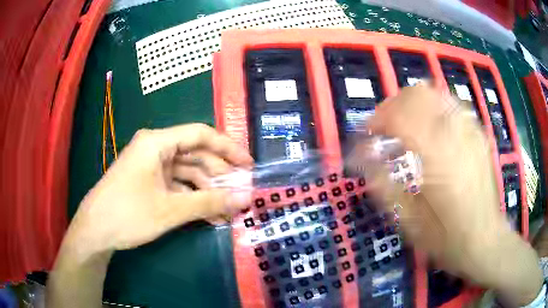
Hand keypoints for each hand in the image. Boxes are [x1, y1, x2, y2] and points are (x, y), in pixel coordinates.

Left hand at [66, 123, 252, 255]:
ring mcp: (150, 166)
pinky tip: (209, 215)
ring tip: (227, 210)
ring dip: (207, 191)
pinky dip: (192, 198)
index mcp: (157, 142)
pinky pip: (176, 185)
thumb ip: (209, 202)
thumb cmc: (128, 214)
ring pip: (187, 172)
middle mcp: (155, 148)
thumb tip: (245, 198)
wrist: (95, 231)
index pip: (200, 134)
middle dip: (219, 174)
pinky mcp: (148, 182)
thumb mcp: (170, 210)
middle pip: (195, 154)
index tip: (248, 165)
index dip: (228, 148)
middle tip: (241, 193)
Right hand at [351, 85, 541, 304]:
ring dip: (414, 103)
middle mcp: (455, 135)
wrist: (484, 239)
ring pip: (436, 93)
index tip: (368, 133)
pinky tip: (432, 127)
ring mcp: (470, 131)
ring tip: (407, 123)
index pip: (400, 115)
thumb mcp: (409, 222)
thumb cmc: (446, 238)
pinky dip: (435, 107)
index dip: (378, 118)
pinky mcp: (478, 134)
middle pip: (417, 94)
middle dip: (394, 104)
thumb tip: (361, 159)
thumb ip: (384, 186)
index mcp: (436, 157)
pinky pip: (453, 104)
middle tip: (386, 126)